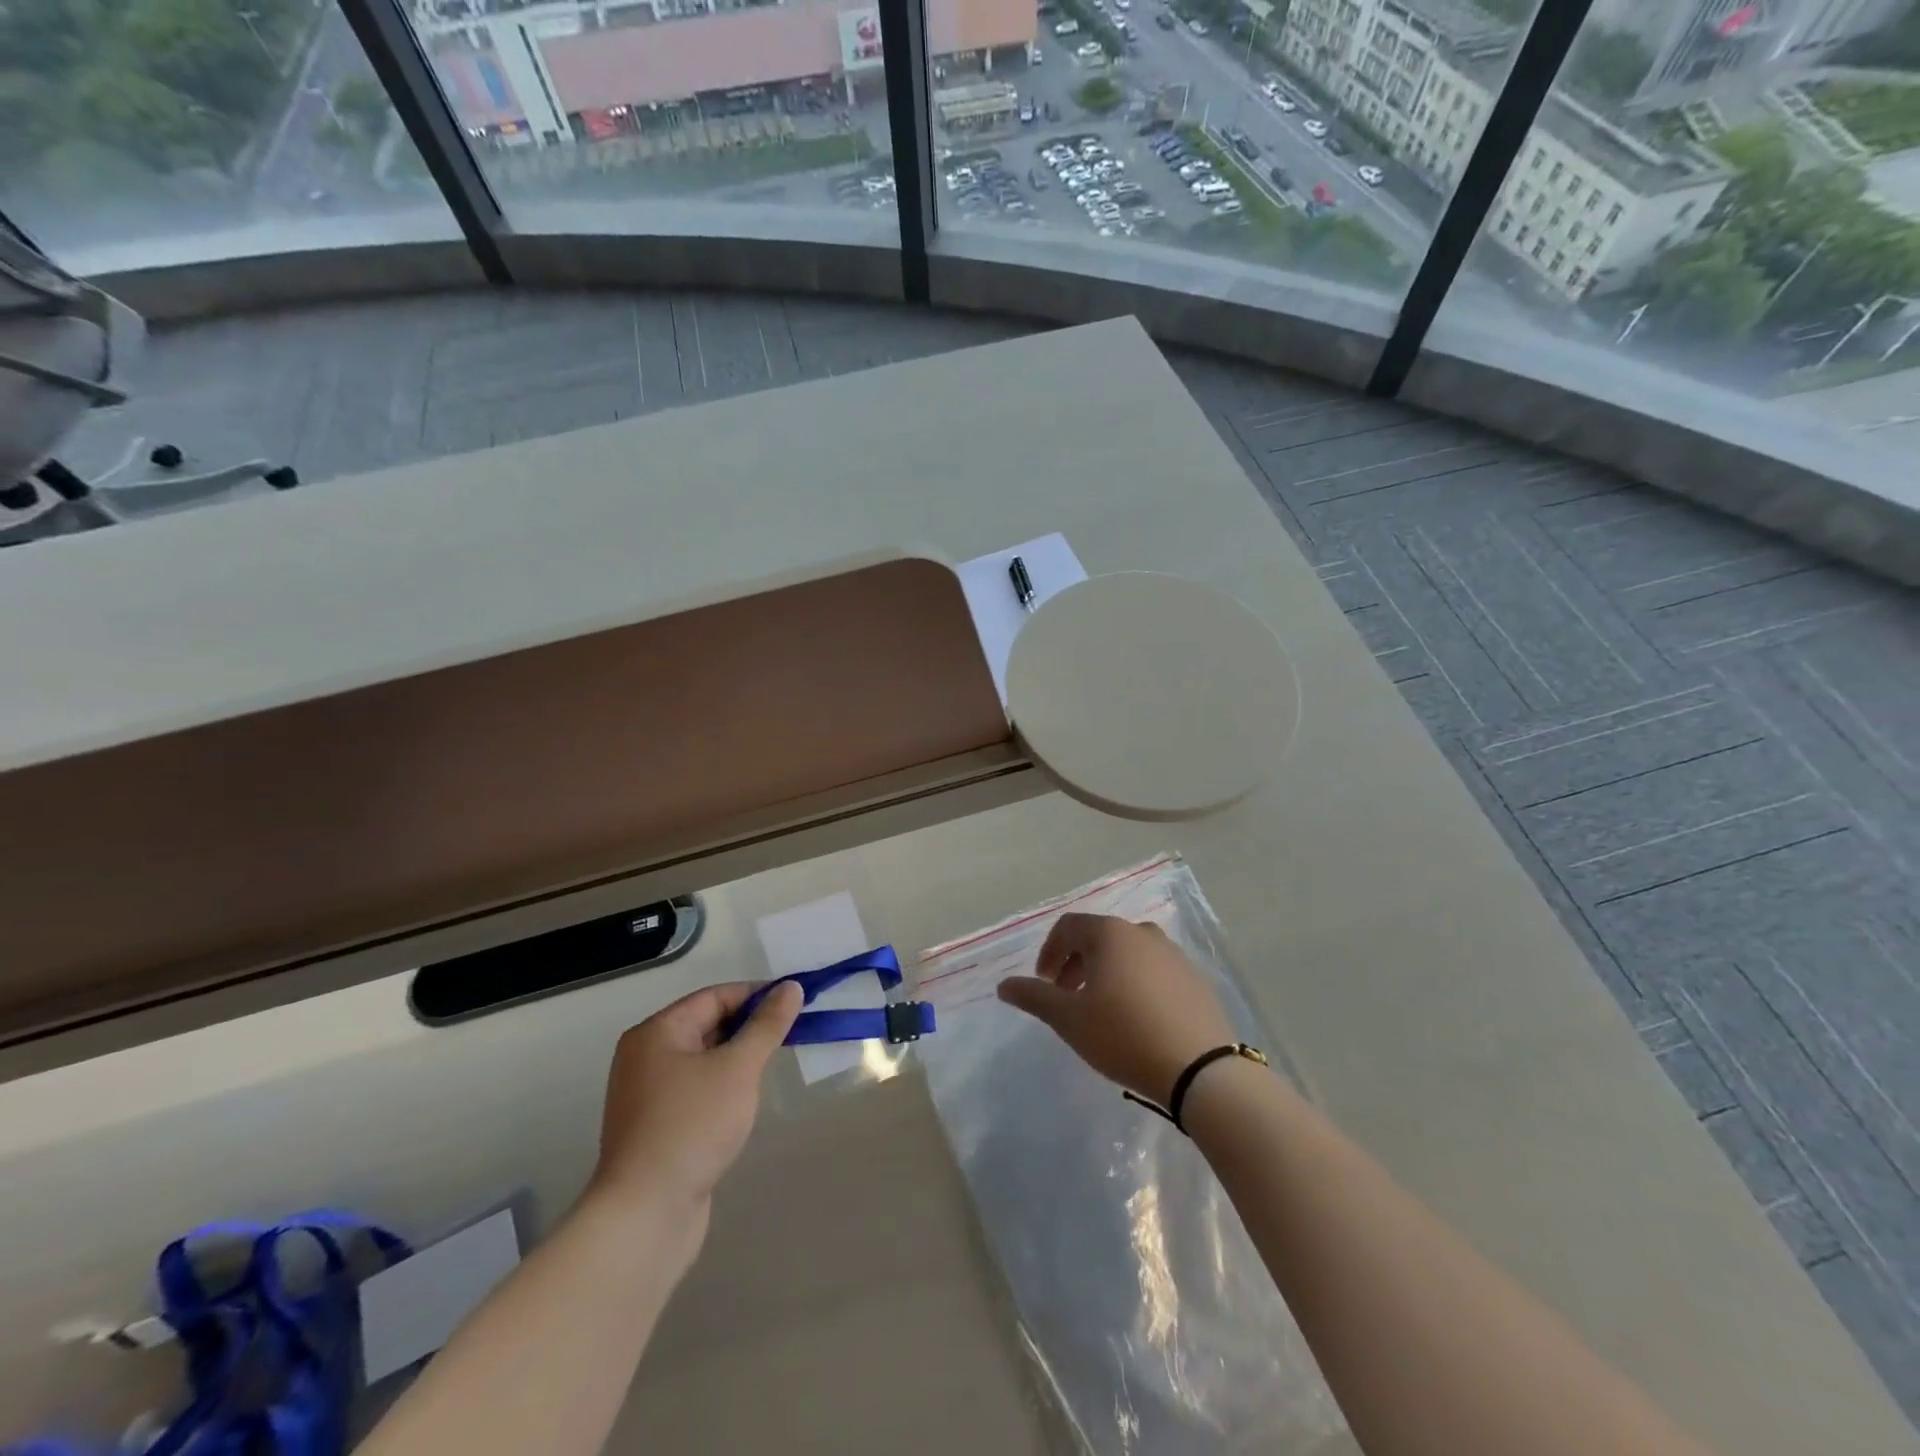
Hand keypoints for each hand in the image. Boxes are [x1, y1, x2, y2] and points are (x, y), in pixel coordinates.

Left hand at [590, 981, 802, 1222]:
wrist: (645, 1214)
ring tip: (773, 1066)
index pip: (714, 997)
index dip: (756, 995)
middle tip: (792, 1033)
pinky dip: (723, 1087)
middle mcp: (645, 1057)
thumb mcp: (738, 1067)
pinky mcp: (656, 1128)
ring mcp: (647, 1095)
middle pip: (706, 1025)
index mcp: (656, 1033)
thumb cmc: (692, 1125)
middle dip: (749, 1027)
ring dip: (737, 1059)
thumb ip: (767, 1026)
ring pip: (703, 1060)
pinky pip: (696, 1090)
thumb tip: (790, 987)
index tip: (795, 1003)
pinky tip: (745, 1102)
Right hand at [997, 913, 1235, 1105]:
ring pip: (1128, 953)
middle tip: (1068, 999)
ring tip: (1101, 1010)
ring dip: (1106, 973)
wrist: (1200, 1069)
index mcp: (1110, 933)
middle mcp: (1142, 933)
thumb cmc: (1123, 1035)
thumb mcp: (1069, 1019)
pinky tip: (1137, 1019)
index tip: (1044, 985)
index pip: (1068, 927)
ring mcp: (1173, 954)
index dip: (1049, 953)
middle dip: (1076, 964)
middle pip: (1098, 937)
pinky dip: (1136, 983)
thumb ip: (1034, 997)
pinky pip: (1154, 970)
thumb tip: (1004, 985)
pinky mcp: (1195, 978)